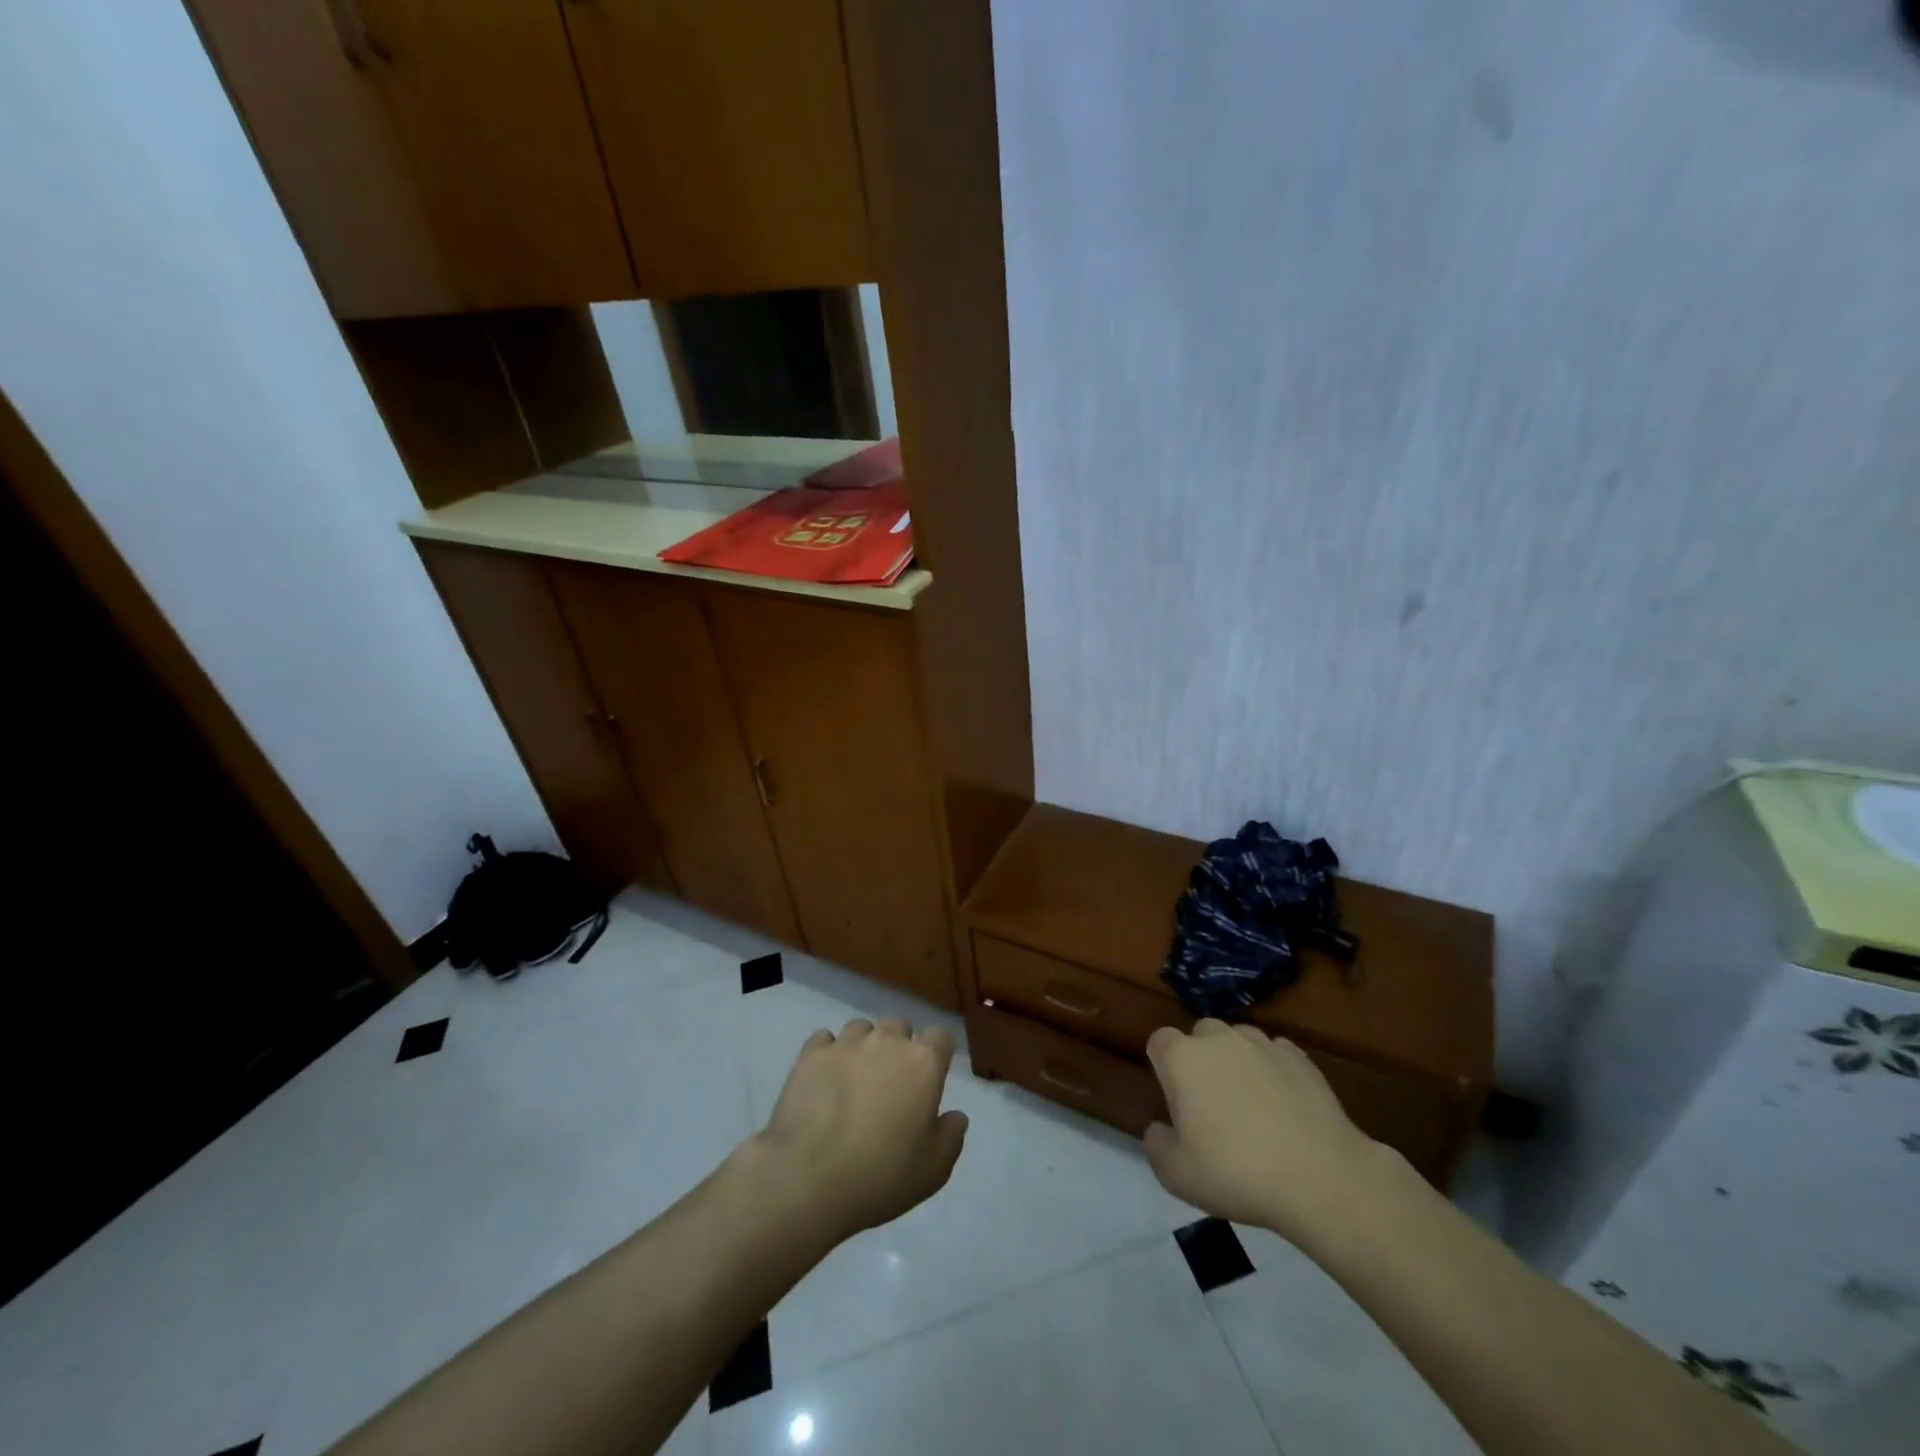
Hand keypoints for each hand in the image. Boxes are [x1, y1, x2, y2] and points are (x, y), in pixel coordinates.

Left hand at [750, 1017, 968, 1243]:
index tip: (932, 1076)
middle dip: (899, 1046)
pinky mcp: (810, 1054)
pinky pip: (824, 1039)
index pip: (941, 1036)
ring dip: (864, 1046)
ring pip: (861, 1028)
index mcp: (923, 1062)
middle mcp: (886, 1041)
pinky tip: (825, 1077)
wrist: (809, 1180)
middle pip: (899, 1026)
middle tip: (892, 1081)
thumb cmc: (881, 1176)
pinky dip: (828, 1052)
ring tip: (855, 1078)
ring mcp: (846, 1044)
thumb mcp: (934, 1169)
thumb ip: (951, 1135)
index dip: (938, 1054)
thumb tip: (955, 1115)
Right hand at [1143, 1020, 1389, 1241]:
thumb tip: (1158, 1129)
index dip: (1163, 1066)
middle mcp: (1219, 1040)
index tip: (1174, 1097)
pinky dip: (1273, 1069)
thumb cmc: (1237, 1173)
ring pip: (1239, 1039)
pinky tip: (1283, 1102)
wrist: (1320, 1178)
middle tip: (1210, 1100)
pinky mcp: (1300, 1059)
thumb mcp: (1177, 1175)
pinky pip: (1276, 1053)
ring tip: (1249, 1099)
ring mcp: (1263, 1045)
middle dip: (1201, 1057)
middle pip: (1200, 1033)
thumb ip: (1157, 1146)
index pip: (1159, 1041)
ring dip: (1237, 1059)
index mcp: (1182, 1059)